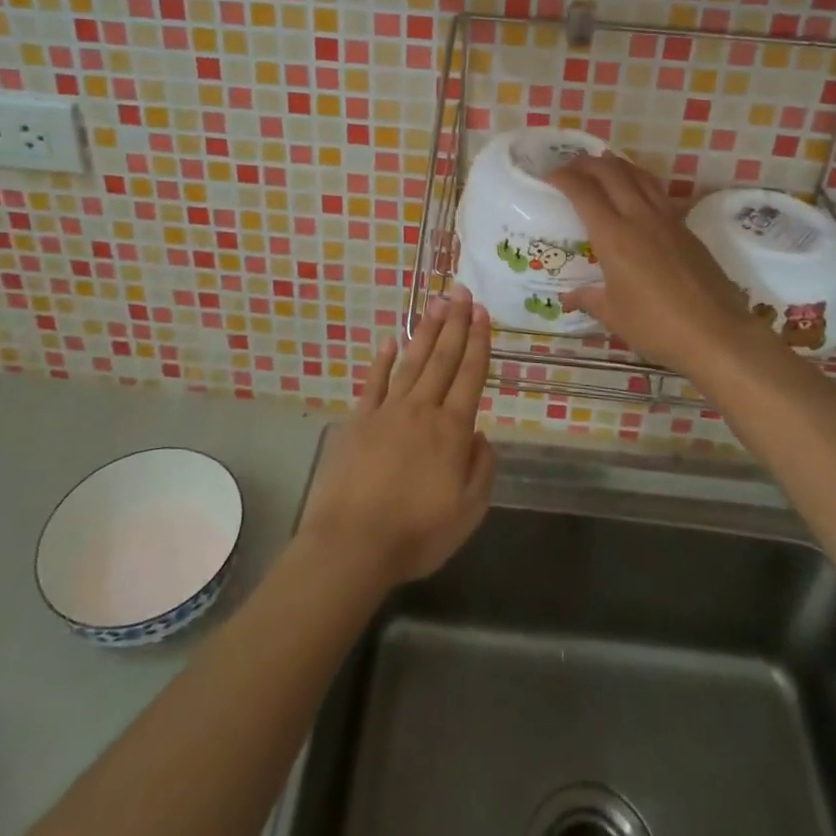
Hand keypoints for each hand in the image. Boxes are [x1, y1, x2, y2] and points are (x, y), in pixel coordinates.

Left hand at [294, 286, 497, 593]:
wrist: (352, 544)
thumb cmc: (416, 533)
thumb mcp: (467, 512)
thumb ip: (481, 469)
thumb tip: (482, 435)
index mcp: (451, 431)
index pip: (470, 376)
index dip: (478, 342)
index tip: (483, 313)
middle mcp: (421, 410)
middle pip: (442, 359)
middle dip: (455, 323)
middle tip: (462, 292)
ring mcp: (387, 412)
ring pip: (412, 362)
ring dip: (426, 332)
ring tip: (436, 303)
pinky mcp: (358, 421)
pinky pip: (374, 383)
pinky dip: (382, 361)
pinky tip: (389, 341)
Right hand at [554, 155, 767, 378]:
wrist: (717, 333)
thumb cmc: (657, 326)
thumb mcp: (614, 315)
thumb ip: (589, 299)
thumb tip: (568, 298)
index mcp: (614, 236)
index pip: (583, 192)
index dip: (564, 178)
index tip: (550, 176)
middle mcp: (639, 217)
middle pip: (611, 173)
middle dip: (587, 163)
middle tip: (572, 167)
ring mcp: (667, 220)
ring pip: (639, 176)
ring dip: (617, 165)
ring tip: (603, 165)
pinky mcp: (687, 228)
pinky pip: (658, 192)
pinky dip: (640, 181)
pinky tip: (637, 192)